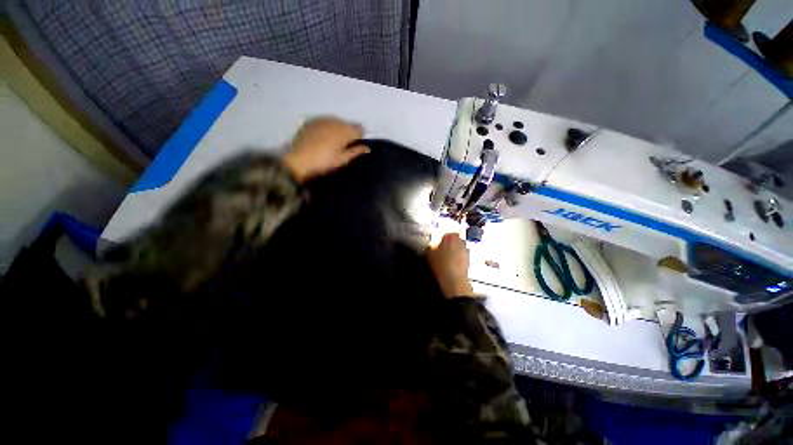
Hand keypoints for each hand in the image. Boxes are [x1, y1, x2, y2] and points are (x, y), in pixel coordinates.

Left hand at [282, 117, 369, 182]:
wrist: (299, 160)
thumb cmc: (325, 162)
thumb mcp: (343, 159)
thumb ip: (356, 151)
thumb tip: (368, 148)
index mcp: (345, 131)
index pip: (359, 129)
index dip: (360, 135)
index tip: (357, 143)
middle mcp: (335, 121)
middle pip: (347, 124)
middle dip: (349, 131)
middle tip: (345, 144)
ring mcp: (322, 120)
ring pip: (336, 121)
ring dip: (338, 128)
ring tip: (334, 140)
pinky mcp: (311, 121)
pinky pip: (324, 121)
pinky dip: (327, 127)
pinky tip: (323, 136)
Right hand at [427, 233, 474, 298]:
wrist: (453, 278)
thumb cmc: (441, 263)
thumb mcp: (430, 252)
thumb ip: (431, 245)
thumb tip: (432, 244)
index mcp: (450, 236)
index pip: (447, 233)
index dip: (443, 238)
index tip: (439, 243)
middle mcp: (461, 241)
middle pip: (455, 240)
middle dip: (450, 244)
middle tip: (443, 250)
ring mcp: (466, 250)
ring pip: (459, 248)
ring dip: (455, 251)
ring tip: (447, 259)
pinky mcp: (469, 259)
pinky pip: (462, 256)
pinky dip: (458, 259)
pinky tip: (452, 265)